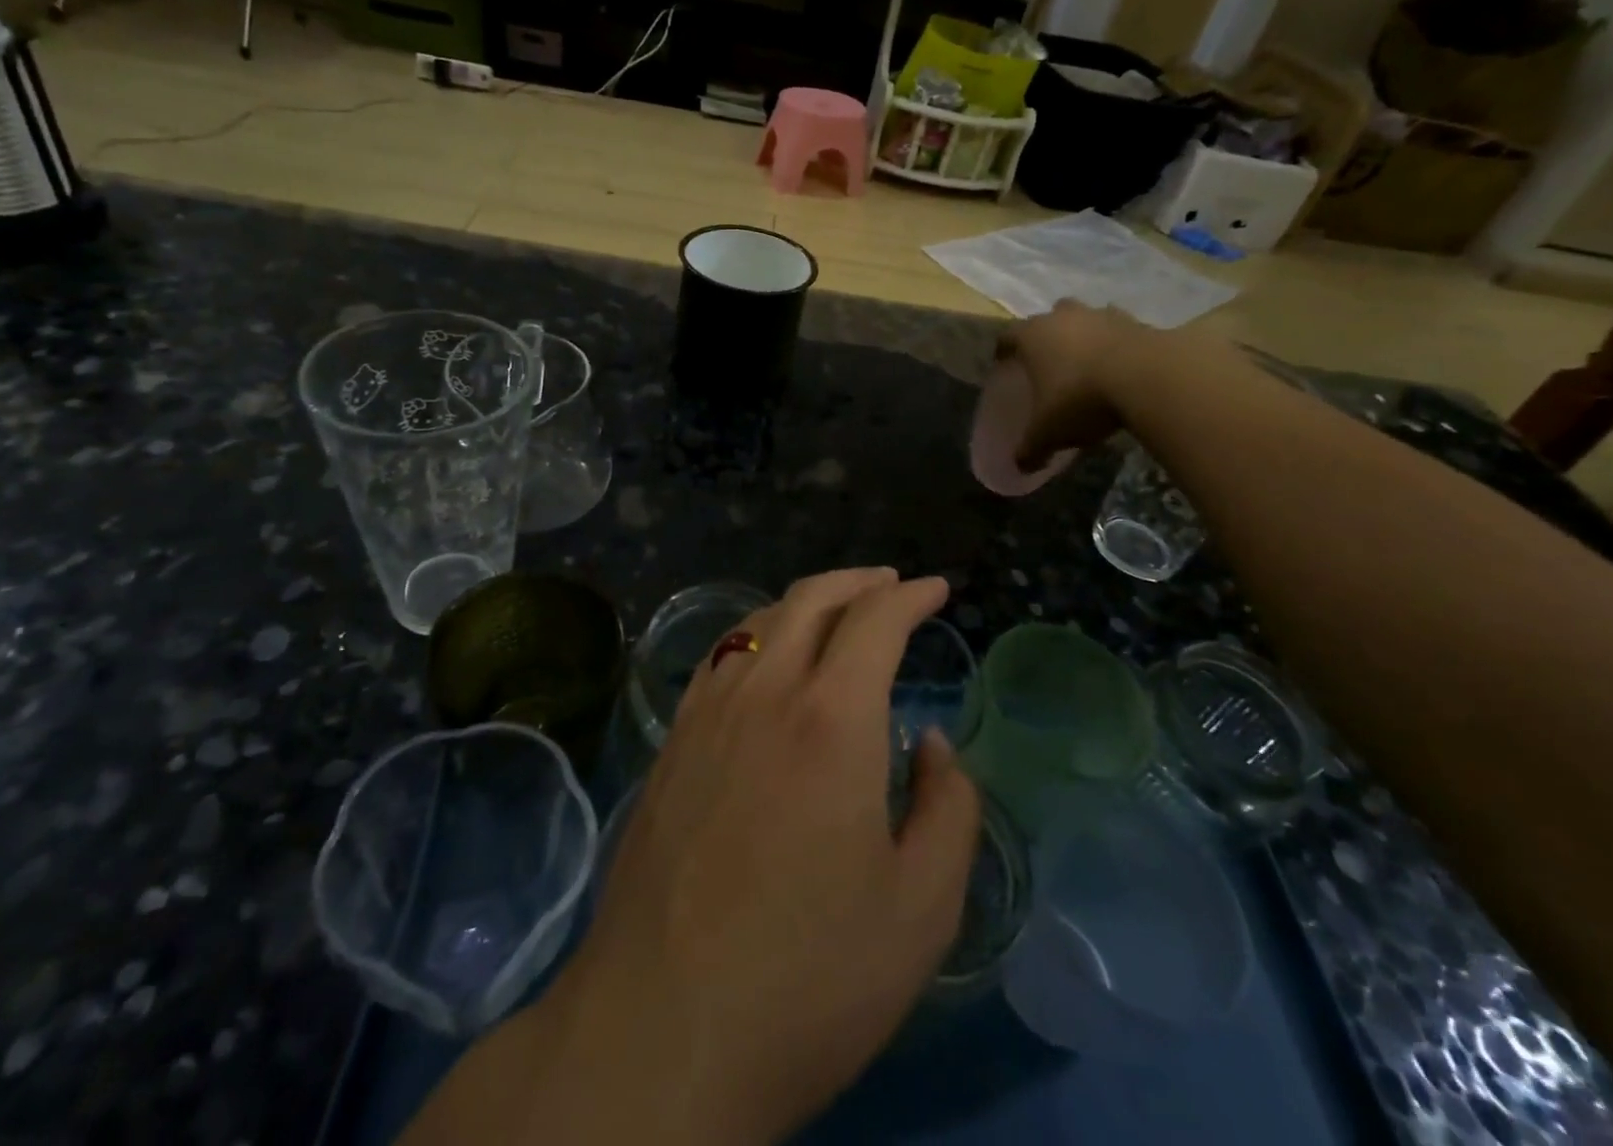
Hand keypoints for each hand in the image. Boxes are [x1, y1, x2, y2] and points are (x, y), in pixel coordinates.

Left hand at [555, 569, 982, 1144]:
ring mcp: (707, 712)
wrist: (662, 1031)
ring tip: (837, 614)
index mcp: (831, 720)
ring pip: (759, 620)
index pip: (875, 620)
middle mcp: (765, 692)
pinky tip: (767, 660)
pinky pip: (720, 657)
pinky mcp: (671, 742)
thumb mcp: (922, 908)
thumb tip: (932, 743)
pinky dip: (757, 635)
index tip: (935, 590)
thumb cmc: (809, 977)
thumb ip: (949, 808)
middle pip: (810, 599)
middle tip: (890, 586)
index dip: (910, 596)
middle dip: (858, 581)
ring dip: (806, 602)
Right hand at [996, 300, 1152, 469]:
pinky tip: (1121, 368)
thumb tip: (1021, 466)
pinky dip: (1117, 345)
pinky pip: (1119, 331)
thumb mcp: (1048, 433)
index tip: (1003, 364)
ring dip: (1084, 336)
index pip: (1007, 336)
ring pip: (1085, 320)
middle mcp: (1063, 317)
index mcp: (1032, 336)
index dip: (1003, 350)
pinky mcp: (1137, 322)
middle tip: (1048, 362)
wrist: (1148, 378)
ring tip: (1087, 364)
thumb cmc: (1080, 399)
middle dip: (1047, 336)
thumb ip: (1031, 449)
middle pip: (1048, 319)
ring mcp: (1102, 315)